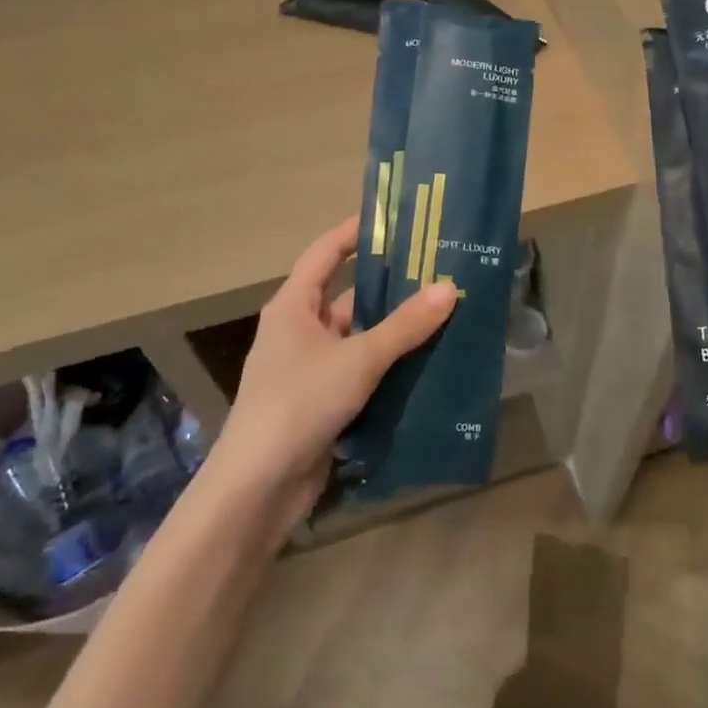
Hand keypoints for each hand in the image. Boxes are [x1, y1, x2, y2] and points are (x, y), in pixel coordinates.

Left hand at [200, 217, 456, 534]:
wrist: (258, 487)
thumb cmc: (300, 404)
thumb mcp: (358, 358)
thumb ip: (404, 326)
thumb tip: (449, 288)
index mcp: (294, 306)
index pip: (326, 252)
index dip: (356, 232)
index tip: (396, 219)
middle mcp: (299, 330)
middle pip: (348, 295)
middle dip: (390, 285)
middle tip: (438, 270)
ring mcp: (310, 367)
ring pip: (359, 336)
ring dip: (394, 329)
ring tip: (444, 313)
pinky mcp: (322, 401)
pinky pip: (361, 370)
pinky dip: (389, 365)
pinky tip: (427, 362)